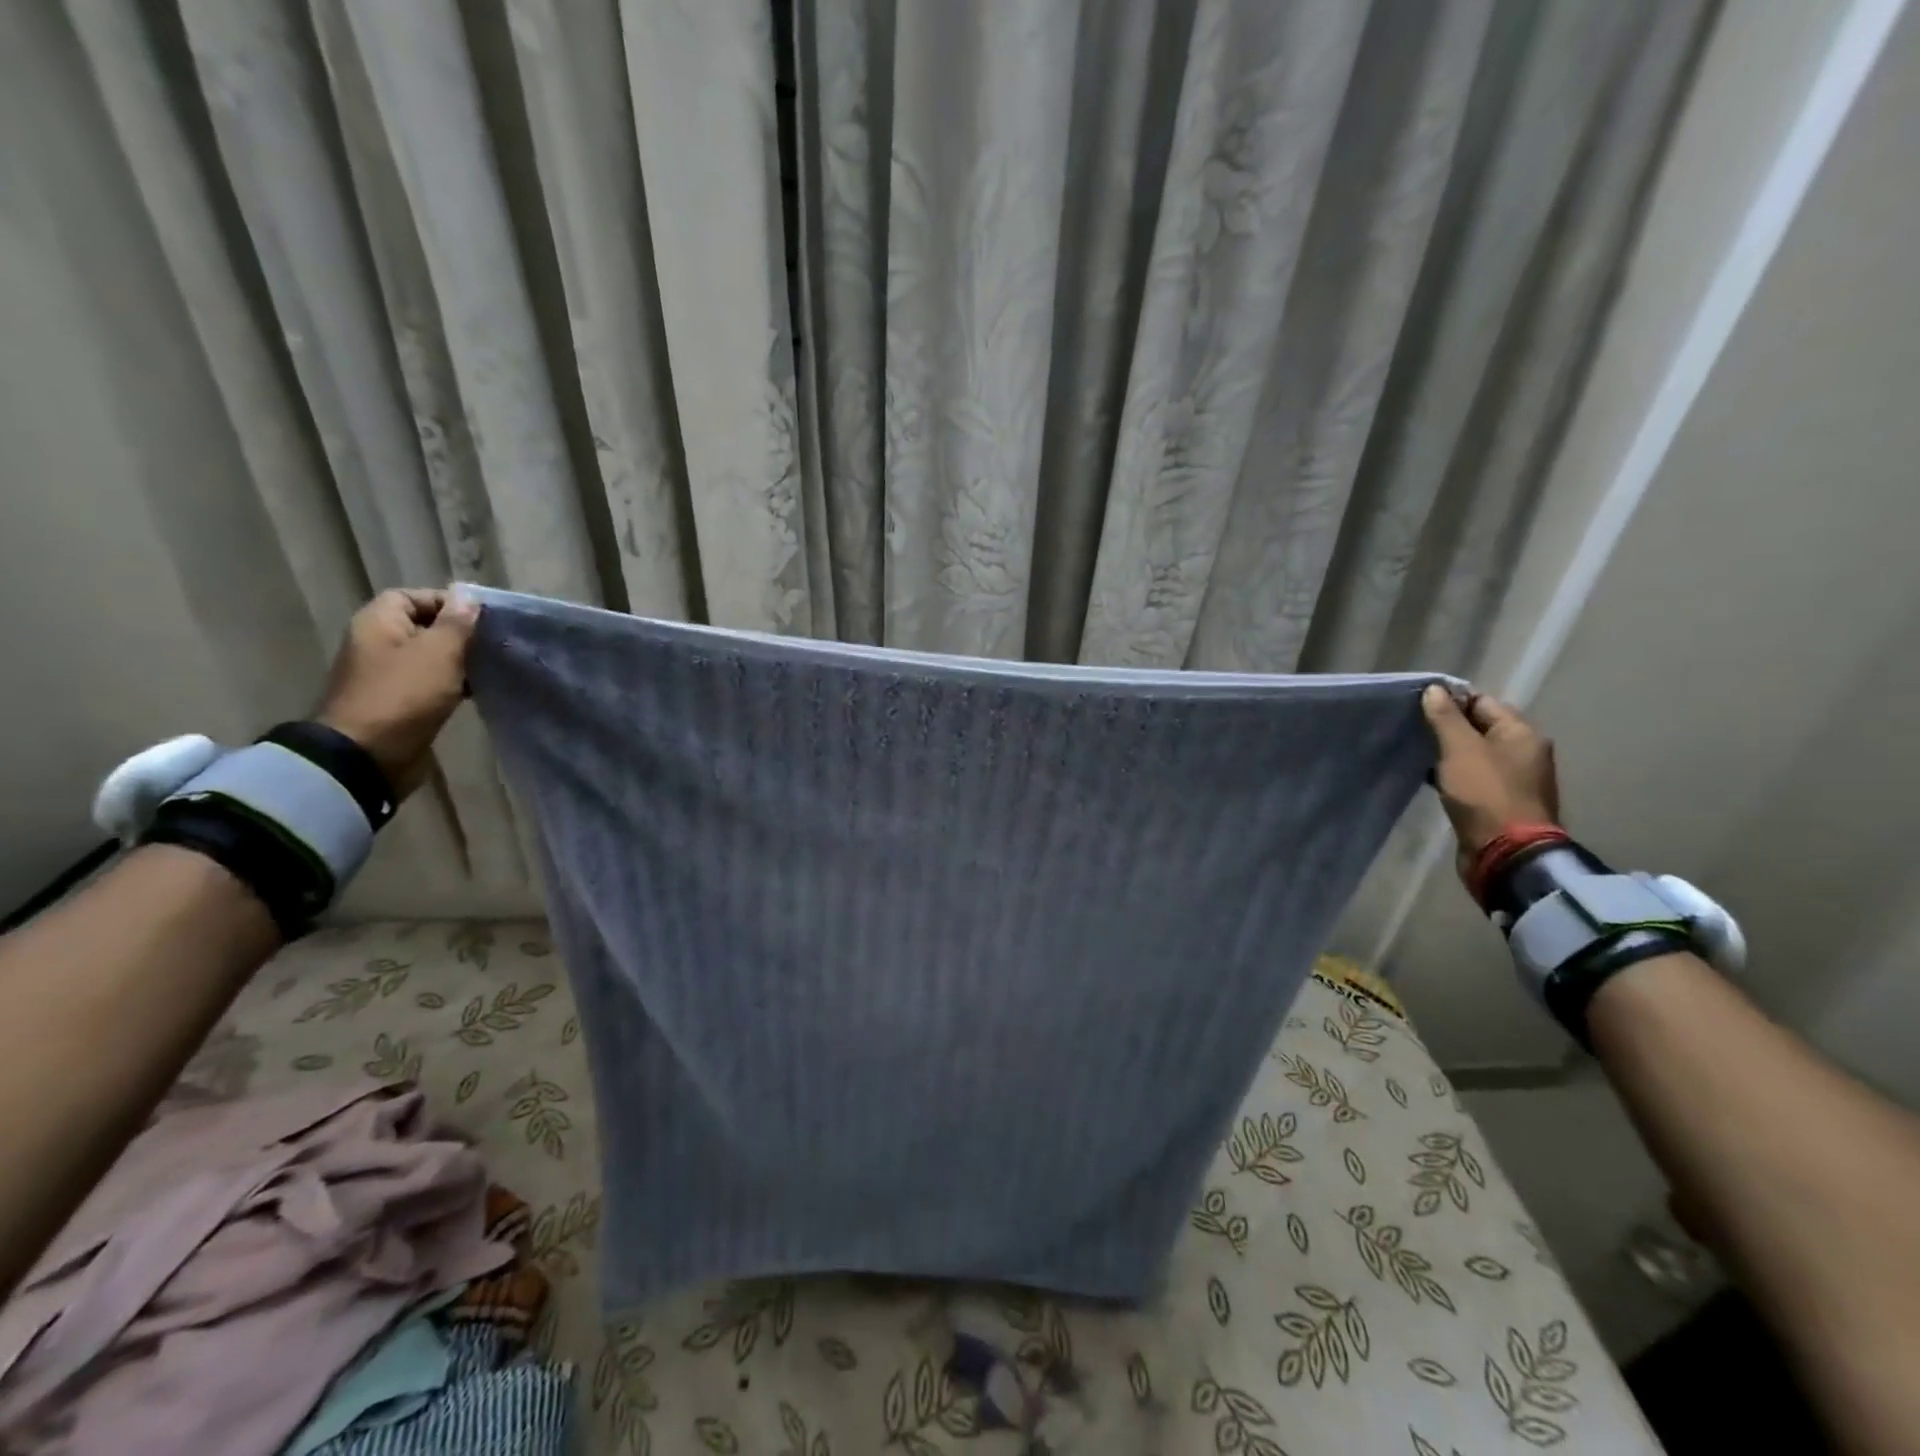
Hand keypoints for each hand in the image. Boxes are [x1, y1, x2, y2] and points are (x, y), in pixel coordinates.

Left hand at [317, 589, 479, 796]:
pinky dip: (453, 684)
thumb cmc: (404, 695)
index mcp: (378, 623)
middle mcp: (378, 644)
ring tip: (492, 667)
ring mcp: (387, 676)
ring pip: (430, 658)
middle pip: (423, 627)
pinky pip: (430, 684)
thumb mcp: (438, 653)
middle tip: (493, 643)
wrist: (368, 755)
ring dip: (459, 661)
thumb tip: (468, 598)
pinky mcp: (399, 703)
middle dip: (459, 634)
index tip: (482, 619)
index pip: (413, 597)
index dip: (446, 603)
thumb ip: (456, 624)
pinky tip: (478, 691)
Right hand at [1420, 685, 1559, 877]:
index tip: (1417, 706)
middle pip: (1479, 728)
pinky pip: (1473, 777)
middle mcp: (1524, 752)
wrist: (1506, 852)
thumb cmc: (1485, 794)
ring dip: (1448, 753)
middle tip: (1412, 729)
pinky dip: (1453, 774)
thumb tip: (1435, 689)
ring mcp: (1513, 779)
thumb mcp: (1460, 750)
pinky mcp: (1499, 802)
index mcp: (1521, 733)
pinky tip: (1430, 777)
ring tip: (1416, 752)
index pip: (1482, 702)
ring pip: (1474, 754)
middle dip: (1447, 727)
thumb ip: (1445, 718)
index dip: (1450, 701)